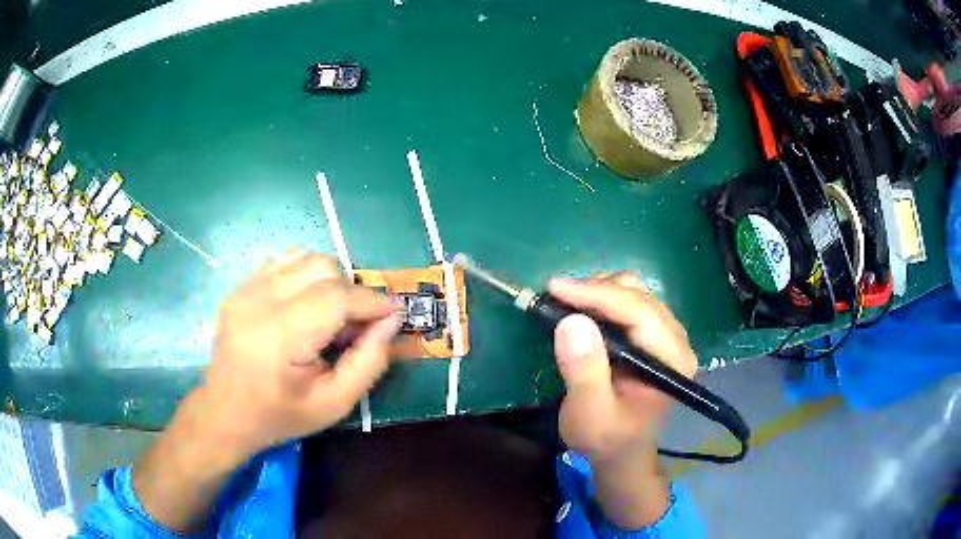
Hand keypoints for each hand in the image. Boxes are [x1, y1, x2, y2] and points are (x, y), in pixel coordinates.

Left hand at [195, 250, 401, 460]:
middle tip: (355, 324)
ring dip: (330, 279)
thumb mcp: (335, 404)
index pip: (335, 297)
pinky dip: (306, 275)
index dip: (371, 301)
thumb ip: (369, 362)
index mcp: (279, 337)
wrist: (226, 412)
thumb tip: (391, 320)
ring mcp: (245, 289)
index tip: (394, 312)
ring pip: (305, 257)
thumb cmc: (281, 415)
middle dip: (351, 291)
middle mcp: (258, 301)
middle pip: (322, 267)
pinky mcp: (240, 286)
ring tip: (330, 314)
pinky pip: (285, 261)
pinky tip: (306, 303)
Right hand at [549, 273, 696, 463]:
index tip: (555, 289)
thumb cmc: (605, 439)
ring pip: (634, 292)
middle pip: (639, 296)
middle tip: (554, 299)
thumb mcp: (589, 414)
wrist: (619, 453)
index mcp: (672, 361)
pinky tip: (581, 311)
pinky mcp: (652, 335)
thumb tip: (571, 321)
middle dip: (595, 291)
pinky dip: (601, 300)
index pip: (639, 313)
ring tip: (565, 305)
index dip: (597, 295)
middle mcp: (677, 341)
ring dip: (597, 293)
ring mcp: (666, 336)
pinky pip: (628, 302)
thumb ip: (584, 372)